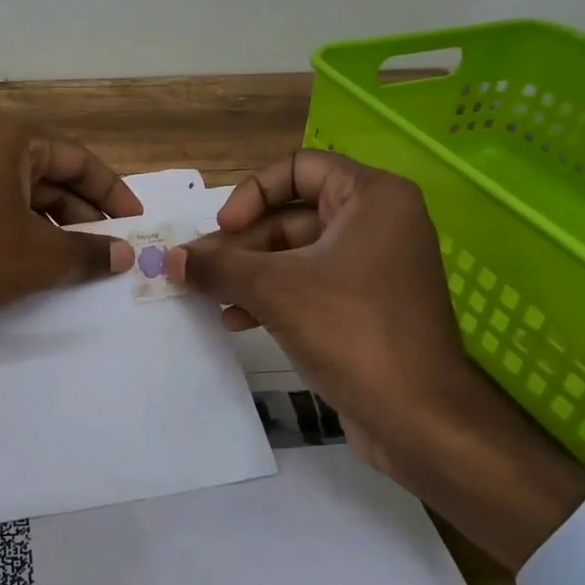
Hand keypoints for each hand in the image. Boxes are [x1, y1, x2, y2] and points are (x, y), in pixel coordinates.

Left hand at [0, 113, 141, 370]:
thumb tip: (124, 255)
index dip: (113, 193)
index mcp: (9, 138)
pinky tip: (37, 269)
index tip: (136, 223)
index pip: (79, 159)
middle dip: (84, 215)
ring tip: (80, 265)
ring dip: (54, 230)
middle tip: (112, 251)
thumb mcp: (38, 257)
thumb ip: (87, 253)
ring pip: (22, 199)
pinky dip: (22, 236)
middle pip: (50, 177)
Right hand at [169, 150, 584, 571]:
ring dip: (248, 273)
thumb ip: (217, 267)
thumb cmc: (351, 331)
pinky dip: (271, 296)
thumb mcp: (274, 289)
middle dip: (240, 244)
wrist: (417, 417)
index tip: (225, 230)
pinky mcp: (363, 306)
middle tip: (198, 269)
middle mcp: (377, 223)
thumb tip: (168, 258)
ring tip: (210, 297)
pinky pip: (307, 285)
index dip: (253, 193)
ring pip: (294, 253)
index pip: (298, 167)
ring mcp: (372, 267)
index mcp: (372, 198)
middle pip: (290, 214)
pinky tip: (237, 320)